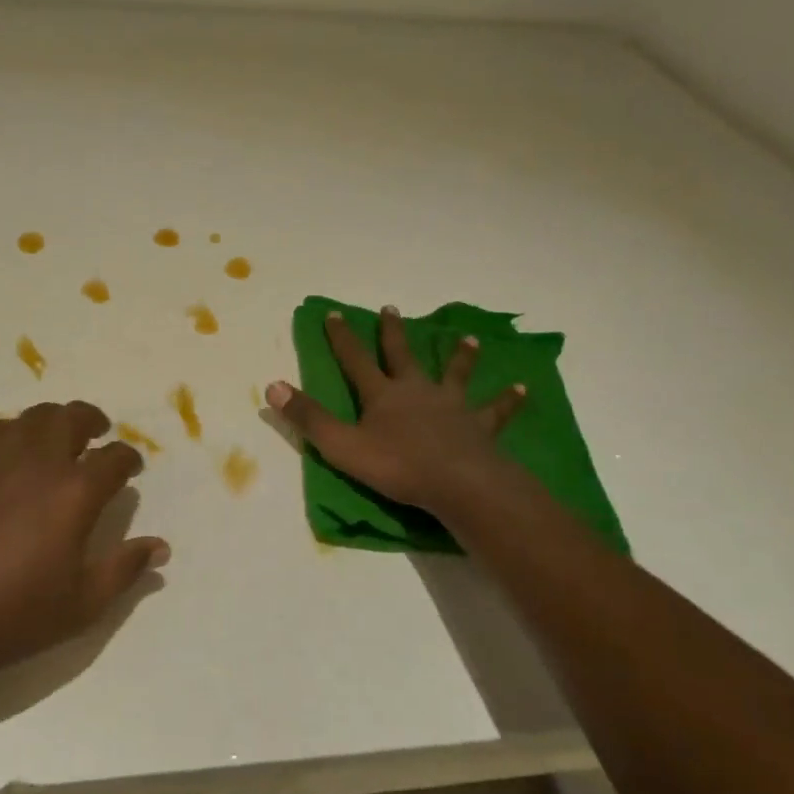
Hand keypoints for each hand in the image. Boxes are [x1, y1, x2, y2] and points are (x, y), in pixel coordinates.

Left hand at [0, 400, 167, 688]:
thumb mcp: (82, 604)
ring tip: (62, 438)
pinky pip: (0, 428)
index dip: (129, 459)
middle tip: (100, 436)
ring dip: (57, 420)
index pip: (114, 458)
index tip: (131, 468)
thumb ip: (125, 569)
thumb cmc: (12, 615)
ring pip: (36, 416)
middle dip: (94, 422)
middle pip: (74, 418)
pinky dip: (18, 430)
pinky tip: (17, 451)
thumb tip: (160, 547)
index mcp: (75, 491)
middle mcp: (40, 461)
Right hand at [266, 306, 531, 512]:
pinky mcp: (479, 427)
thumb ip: (308, 418)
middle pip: (402, 356)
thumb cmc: (397, 466)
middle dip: (393, 333)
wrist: (458, 484)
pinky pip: (495, 411)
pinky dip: (506, 401)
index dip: (342, 338)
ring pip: (454, 374)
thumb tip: (272, 385)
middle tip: (391, 310)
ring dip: (459, 356)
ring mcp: (451, 406)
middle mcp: (416, 391)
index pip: (355, 360)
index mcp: (382, 395)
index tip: (334, 313)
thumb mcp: (342, 446)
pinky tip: (521, 390)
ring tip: (466, 338)